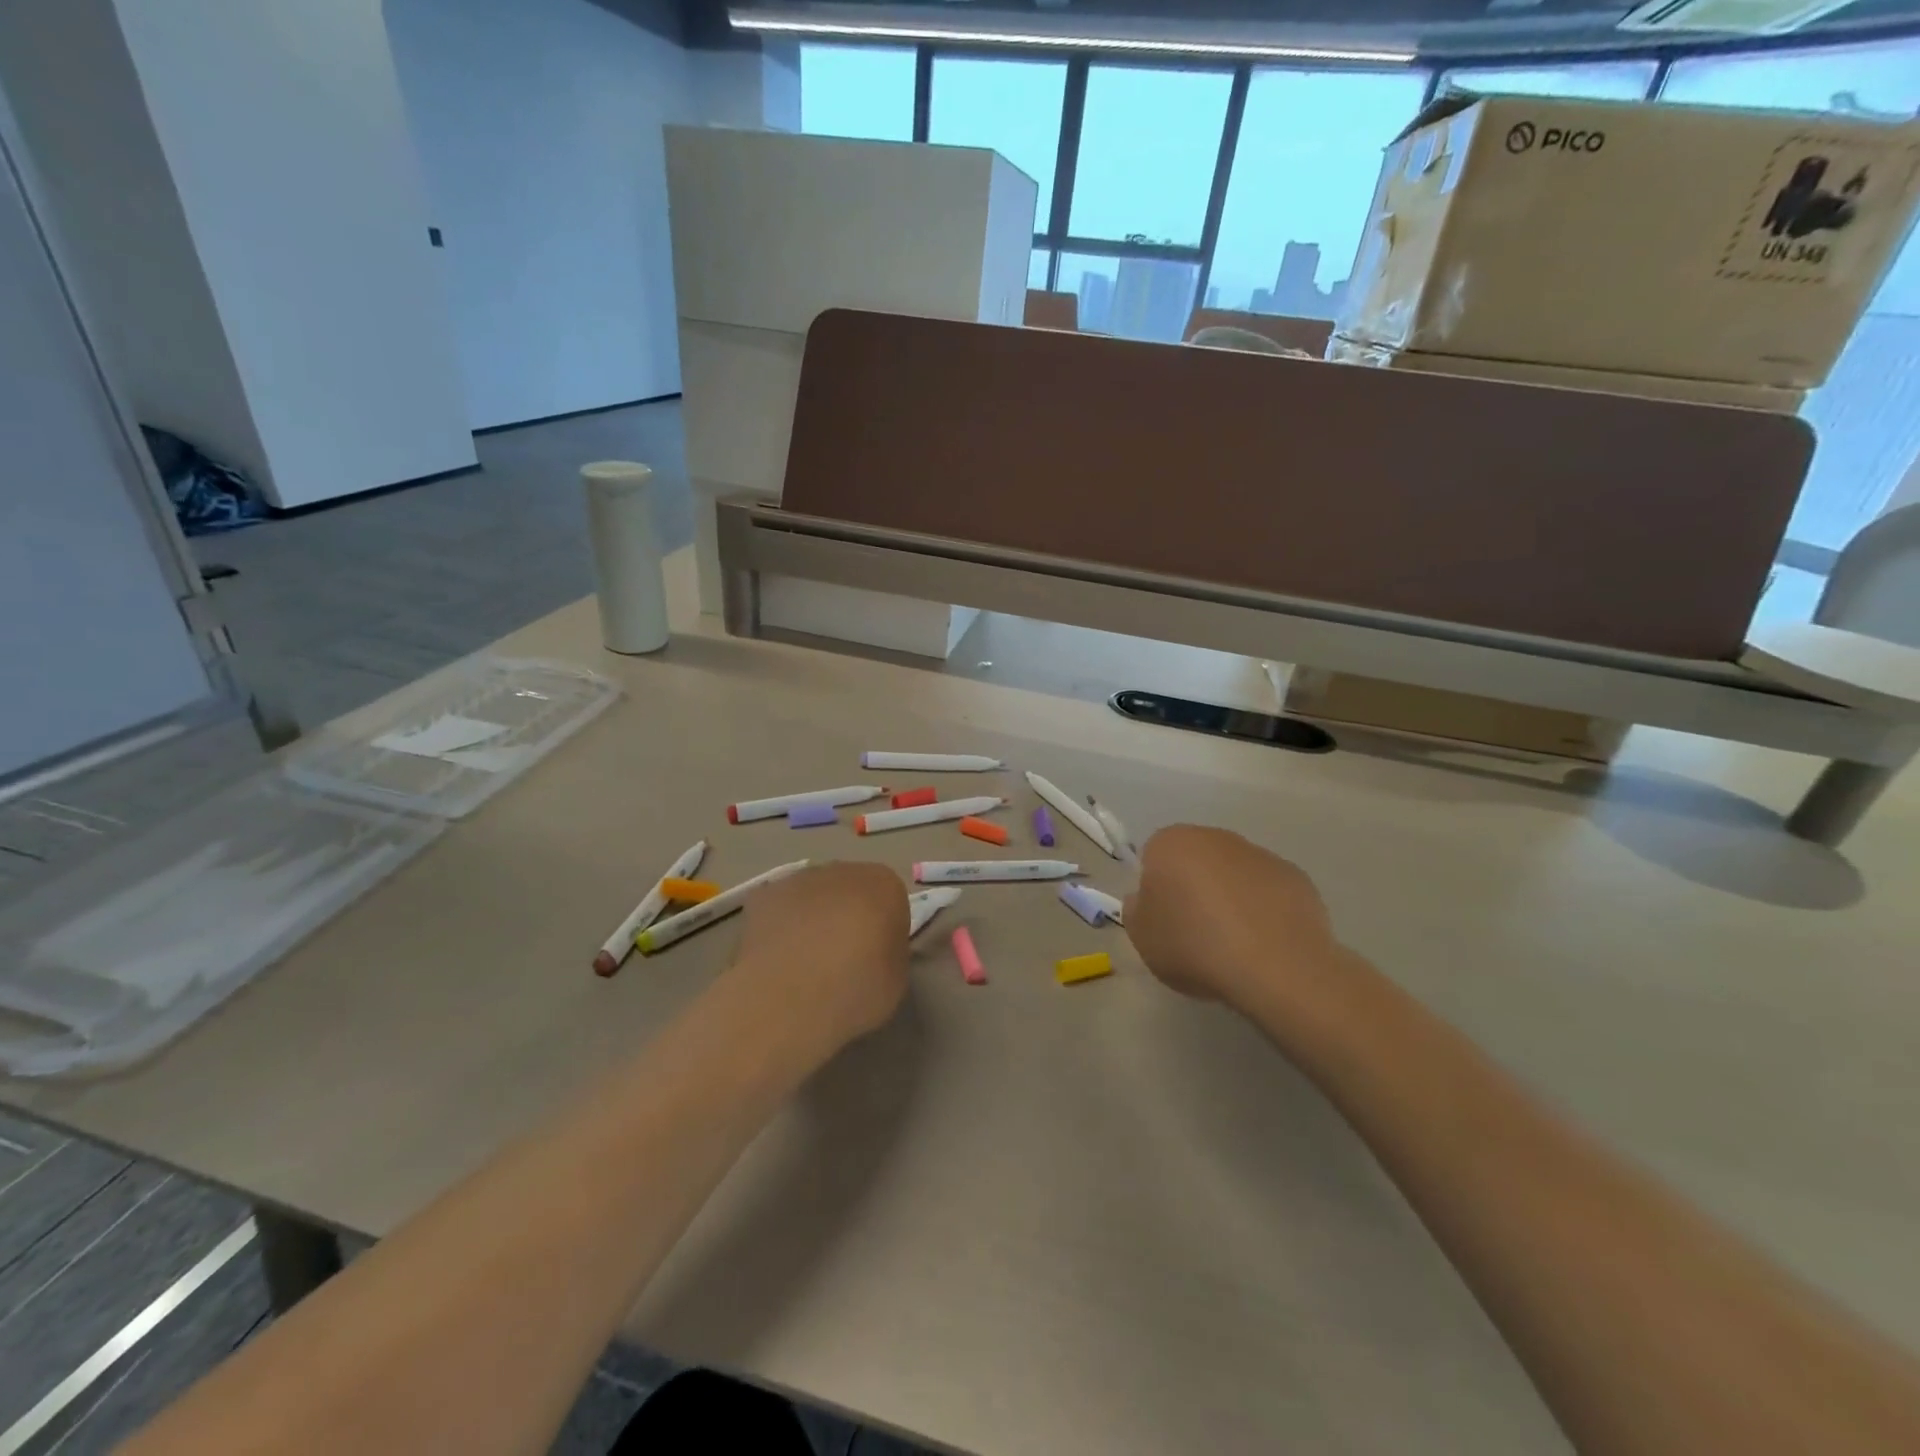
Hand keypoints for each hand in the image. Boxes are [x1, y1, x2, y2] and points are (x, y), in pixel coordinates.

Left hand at [730, 862, 909, 1056]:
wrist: (791, 997)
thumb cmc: (857, 988)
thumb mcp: (896, 978)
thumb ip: (888, 952)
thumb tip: (873, 951)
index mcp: (885, 885)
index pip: (890, 900)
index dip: (883, 930)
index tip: (875, 960)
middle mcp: (843, 870)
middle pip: (849, 891)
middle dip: (846, 917)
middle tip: (840, 961)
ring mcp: (799, 879)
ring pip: (812, 897)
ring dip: (811, 919)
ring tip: (803, 964)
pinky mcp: (763, 896)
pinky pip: (778, 910)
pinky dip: (778, 928)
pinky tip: (775, 960)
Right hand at [1124, 825, 1348, 1017]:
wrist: (1276, 968)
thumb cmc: (1195, 947)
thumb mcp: (1142, 938)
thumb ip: (1136, 910)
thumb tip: (1146, 898)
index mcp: (1171, 844)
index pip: (1154, 856)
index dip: (1156, 888)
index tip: (1164, 920)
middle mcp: (1215, 837)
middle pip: (1196, 859)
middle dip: (1194, 887)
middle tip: (1195, 931)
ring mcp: (1260, 854)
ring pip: (1234, 873)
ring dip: (1231, 897)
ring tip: (1234, 944)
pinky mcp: (1296, 877)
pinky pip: (1268, 890)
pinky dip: (1264, 910)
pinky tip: (1265, 943)